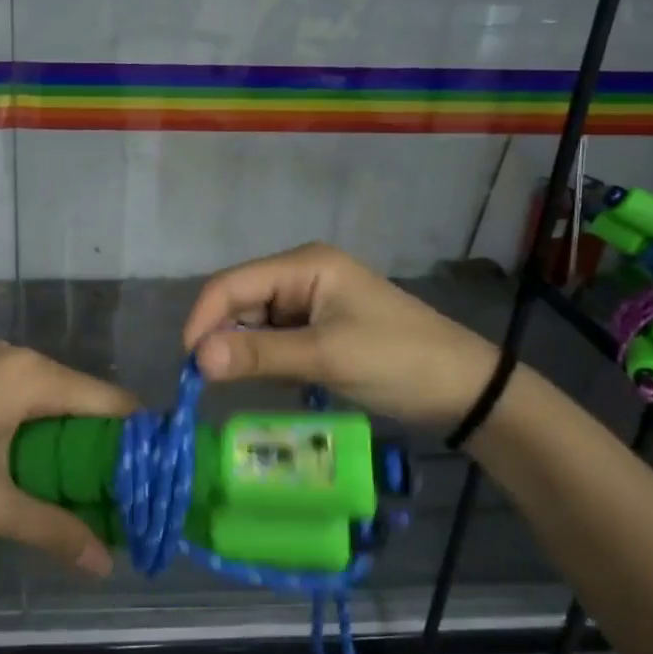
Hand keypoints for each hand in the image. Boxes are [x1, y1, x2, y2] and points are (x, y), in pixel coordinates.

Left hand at [0, 342, 134, 575]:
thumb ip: (53, 531)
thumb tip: (106, 565)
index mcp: (30, 376)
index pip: (111, 403)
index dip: (137, 443)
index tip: (155, 484)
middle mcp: (14, 358)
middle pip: (82, 401)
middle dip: (102, 451)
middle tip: (118, 502)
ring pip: (49, 402)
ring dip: (67, 445)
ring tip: (80, 495)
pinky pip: (18, 400)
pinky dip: (35, 433)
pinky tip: (31, 472)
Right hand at [182, 243, 498, 427]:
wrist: (463, 388)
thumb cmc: (397, 361)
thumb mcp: (326, 357)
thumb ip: (260, 355)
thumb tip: (196, 359)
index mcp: (304, 265)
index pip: (231, 284)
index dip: (203, 319)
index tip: (189, 365)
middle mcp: (301, 274)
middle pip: (239, 301)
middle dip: (223, 337)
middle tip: (214, 383)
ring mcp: (310, 300)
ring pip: (253, 321)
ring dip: (246, 351)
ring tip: (252, 383)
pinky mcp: (317, 325)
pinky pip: (274, 337)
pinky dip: (266, 358)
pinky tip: (278, 379)